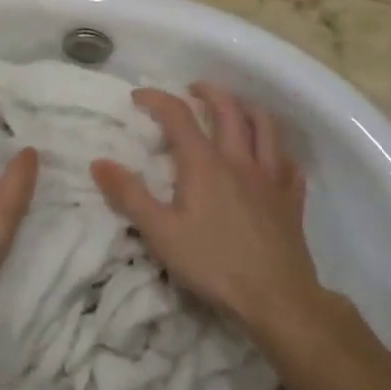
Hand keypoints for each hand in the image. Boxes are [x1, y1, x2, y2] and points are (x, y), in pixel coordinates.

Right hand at [90, 84, 321, 333]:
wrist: (278, 299)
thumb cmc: (214, 264)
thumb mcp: (160, 233)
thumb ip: (128, 195)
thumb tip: (99, 162)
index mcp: (204, 163)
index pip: (178, 115)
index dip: (156, 98)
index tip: (138, 96)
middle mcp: (239, 160)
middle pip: (228, 109)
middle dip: (208, 92)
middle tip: (193, 90)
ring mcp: (270, 178)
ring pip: (265, 127)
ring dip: (247, 108)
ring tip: (235, 107)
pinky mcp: (292, 200)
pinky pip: (290, 163)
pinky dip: (278, 150)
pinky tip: (272, 156)